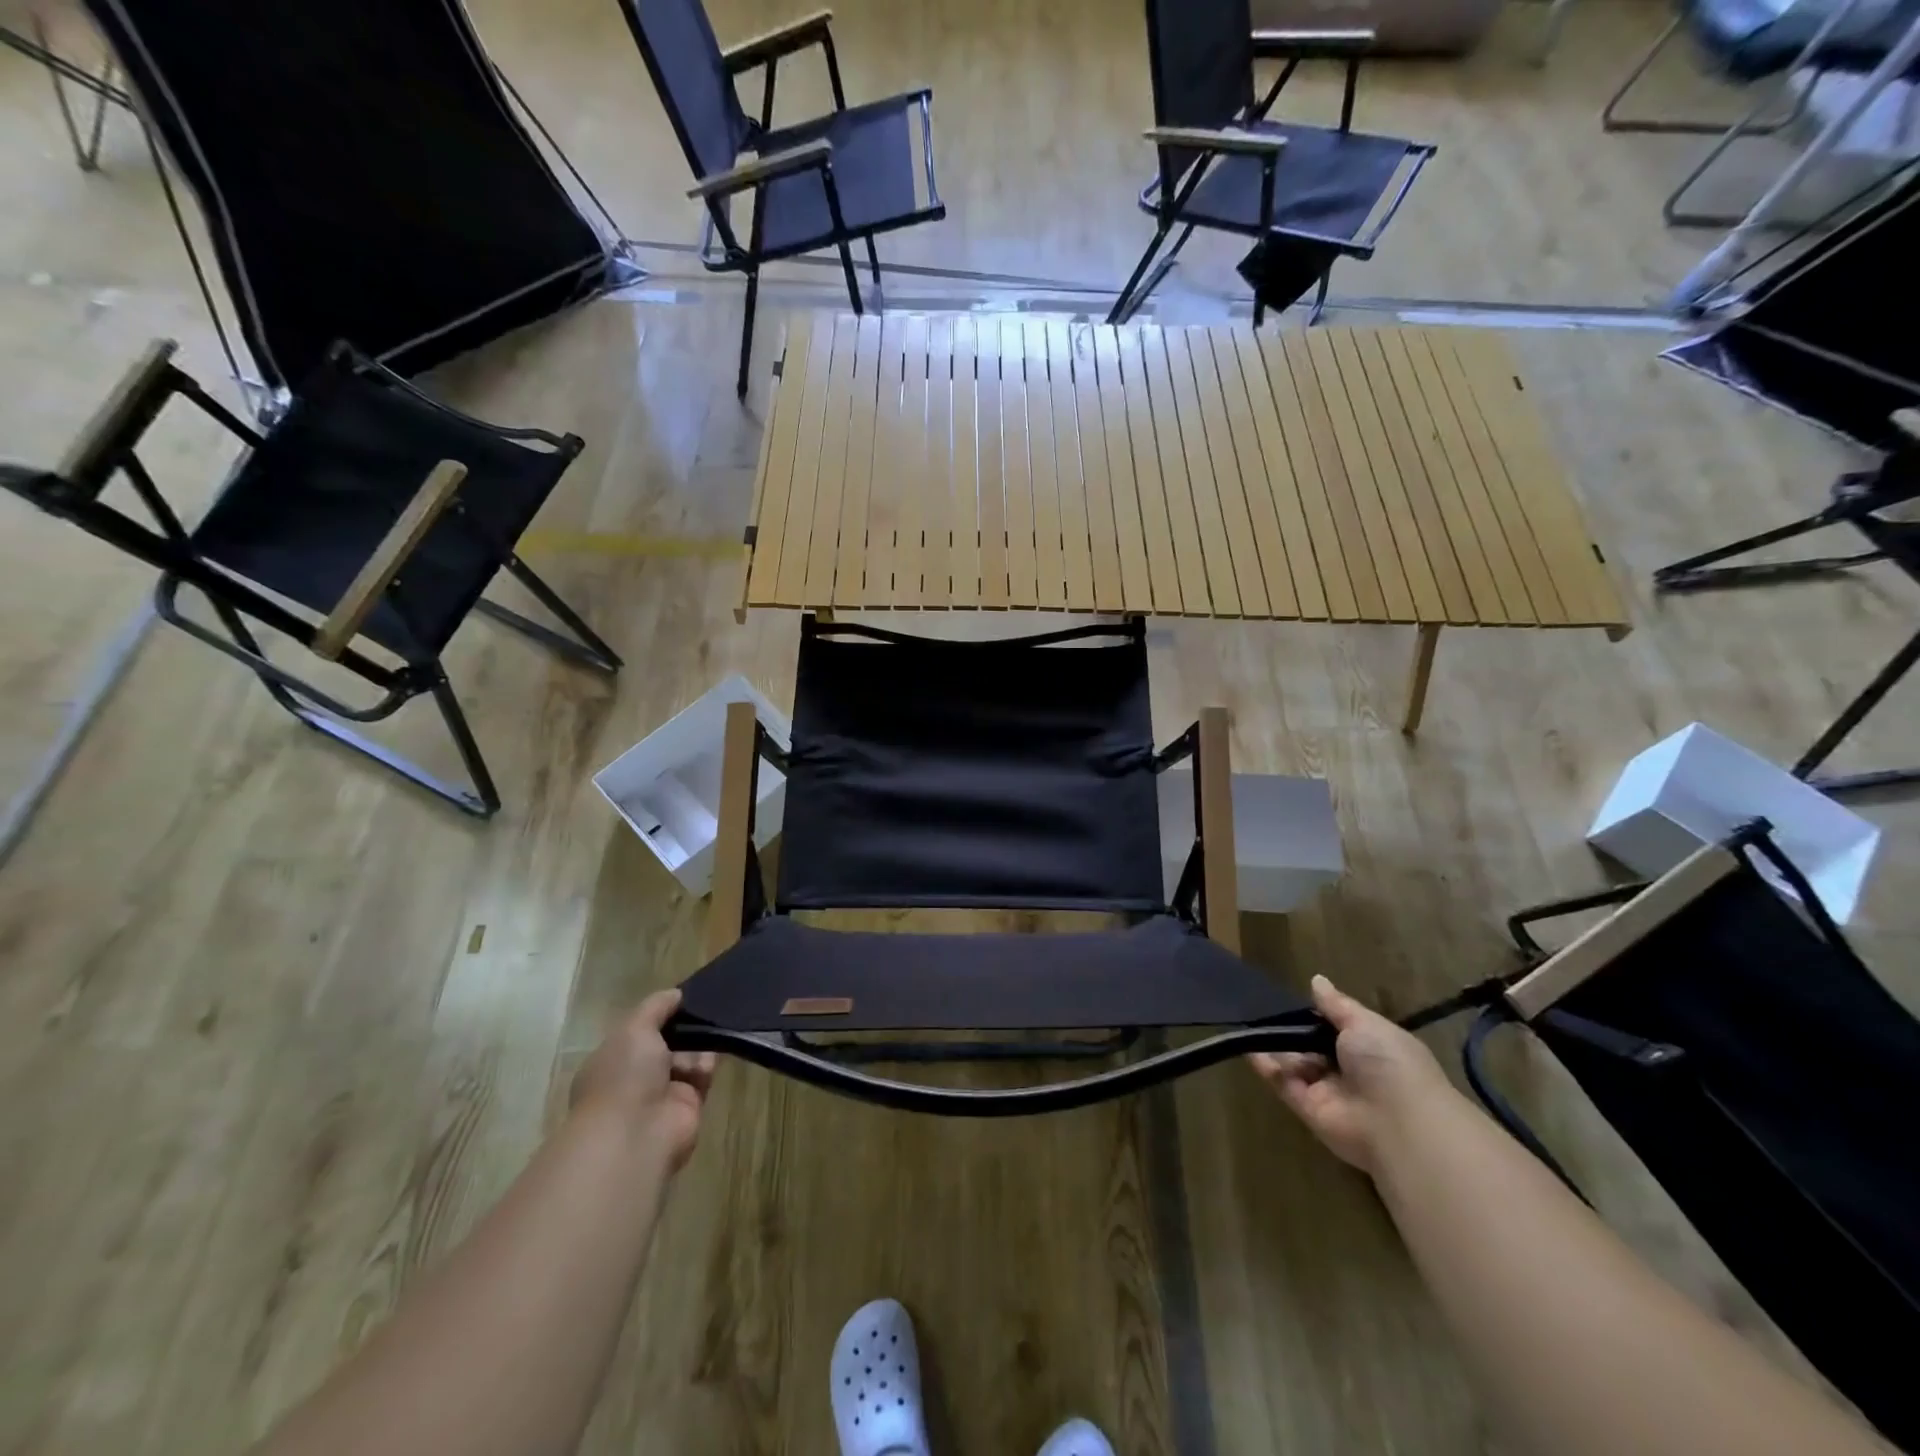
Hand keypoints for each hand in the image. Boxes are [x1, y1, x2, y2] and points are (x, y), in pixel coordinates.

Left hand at [571, 989, 715, 1170]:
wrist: (636, 1134)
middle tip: (704, 1009)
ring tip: (711, 1030)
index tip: (680, 999)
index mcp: (612, 1059)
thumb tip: (676, 994)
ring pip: (687, 1057)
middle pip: (666, 1043)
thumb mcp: (634, 1028)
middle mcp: (635, 1077)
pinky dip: (708, 1063)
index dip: (659, 1015)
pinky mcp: (687, 1106)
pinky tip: (713, 1052)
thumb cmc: (624, 1076)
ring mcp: (661, 1093)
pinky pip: (702, 1076)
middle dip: (684, 1028)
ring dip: (698, 1044)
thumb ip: (656, 1006)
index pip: (639, 1031)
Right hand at [1249, 974, 1450, 1175]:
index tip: (1293, 1000)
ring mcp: (1329, 1091)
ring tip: (1248, 1022)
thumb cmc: (1389, 1064)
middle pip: (1313, 1046)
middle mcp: (1350, 1070)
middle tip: (1264, 1009)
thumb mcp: (1365, 1023)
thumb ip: (1337, 1005)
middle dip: (1293, 1030)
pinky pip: (1284, 1084)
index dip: (1317, 1014)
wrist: (1398, 1123)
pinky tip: (1247, 1046)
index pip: (1338, 1028)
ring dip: (1276, 1045)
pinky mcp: (1309, 1110)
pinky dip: (1266, 1066)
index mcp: (1371, 1048)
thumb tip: (1317, 980)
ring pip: (1296, 1063)